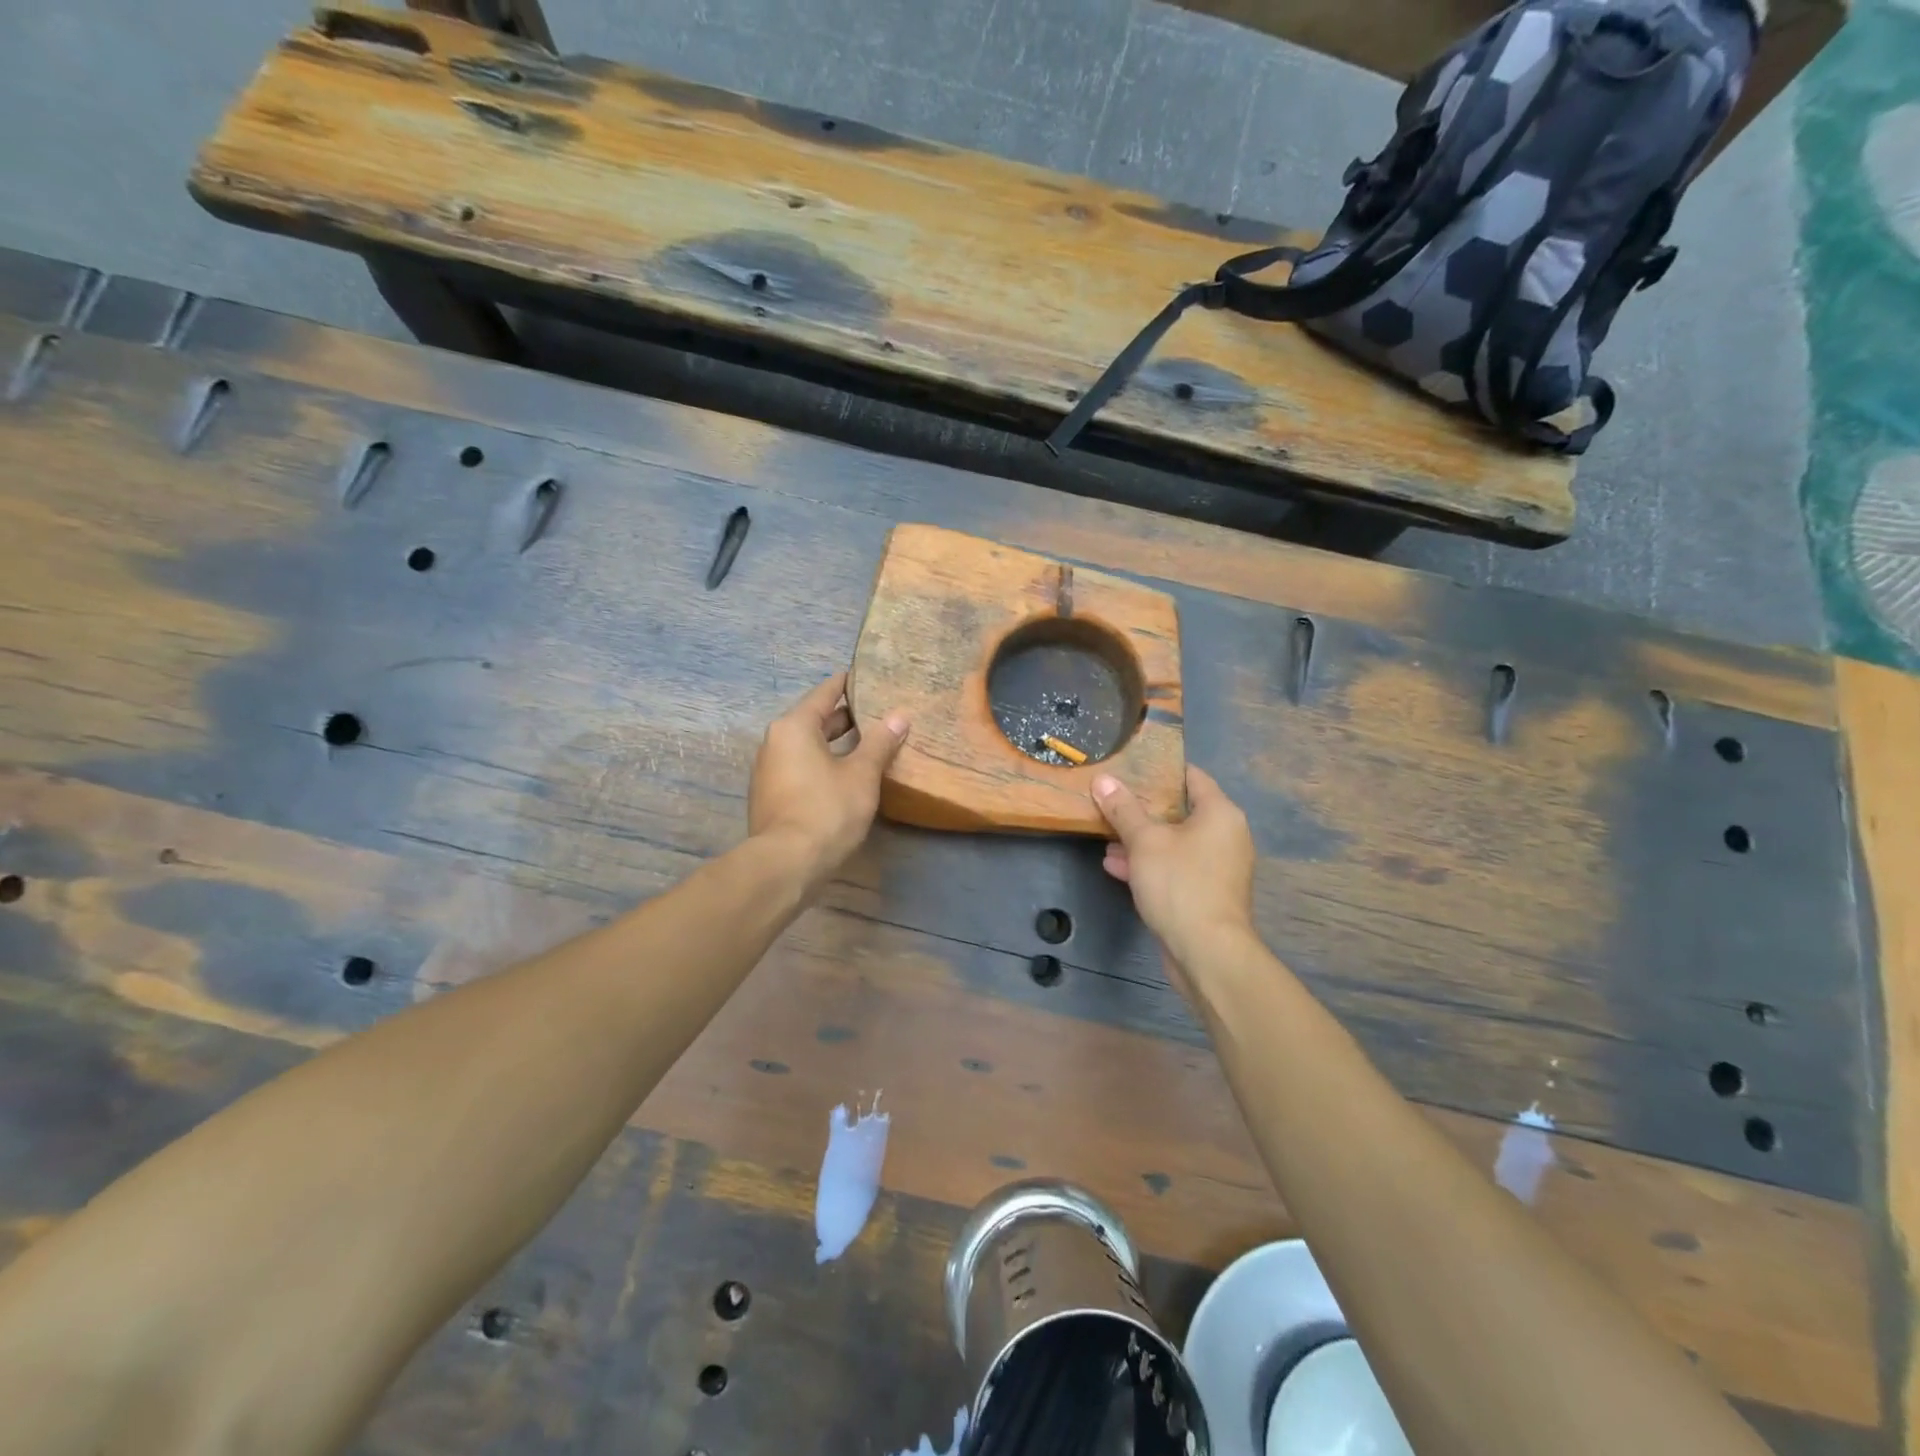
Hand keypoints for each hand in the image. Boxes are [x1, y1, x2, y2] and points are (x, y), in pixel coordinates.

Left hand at [749, 672, 908, 884]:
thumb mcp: (861, 774)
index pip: (824, 693)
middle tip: (876, 712)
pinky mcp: (771, 796)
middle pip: (813, 720)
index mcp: (794, 727)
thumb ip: (880, 742)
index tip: (864, 675)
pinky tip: (845, 774)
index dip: (846, 684)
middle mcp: (775, 742)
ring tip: (867, 743)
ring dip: (834, 744)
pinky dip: (822, 764)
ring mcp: (768, 771)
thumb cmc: (827, 810)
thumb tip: (899, 715)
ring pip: (806, 746)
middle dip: (844, 717)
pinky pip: (800, 767)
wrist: (786, 863)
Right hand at [1092, 766, 1256, 971]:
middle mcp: (1225, 836)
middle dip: (1143, 809)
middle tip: (1111, 802)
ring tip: (1105, 837)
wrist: (1207, 952)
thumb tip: (1102, 780)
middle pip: (1181, 811)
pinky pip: (1175, 868)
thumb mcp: (1144, 841)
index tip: (1131, 767)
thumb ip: (1122, 809)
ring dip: (1141, 840)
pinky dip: (1150, 864)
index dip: (1161, 770)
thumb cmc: (1180, 884)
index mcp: (1220, 814)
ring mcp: (1217, 868)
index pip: (1192, 777)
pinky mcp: (1206, 894)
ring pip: (1174, 843)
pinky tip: (1115, 866)